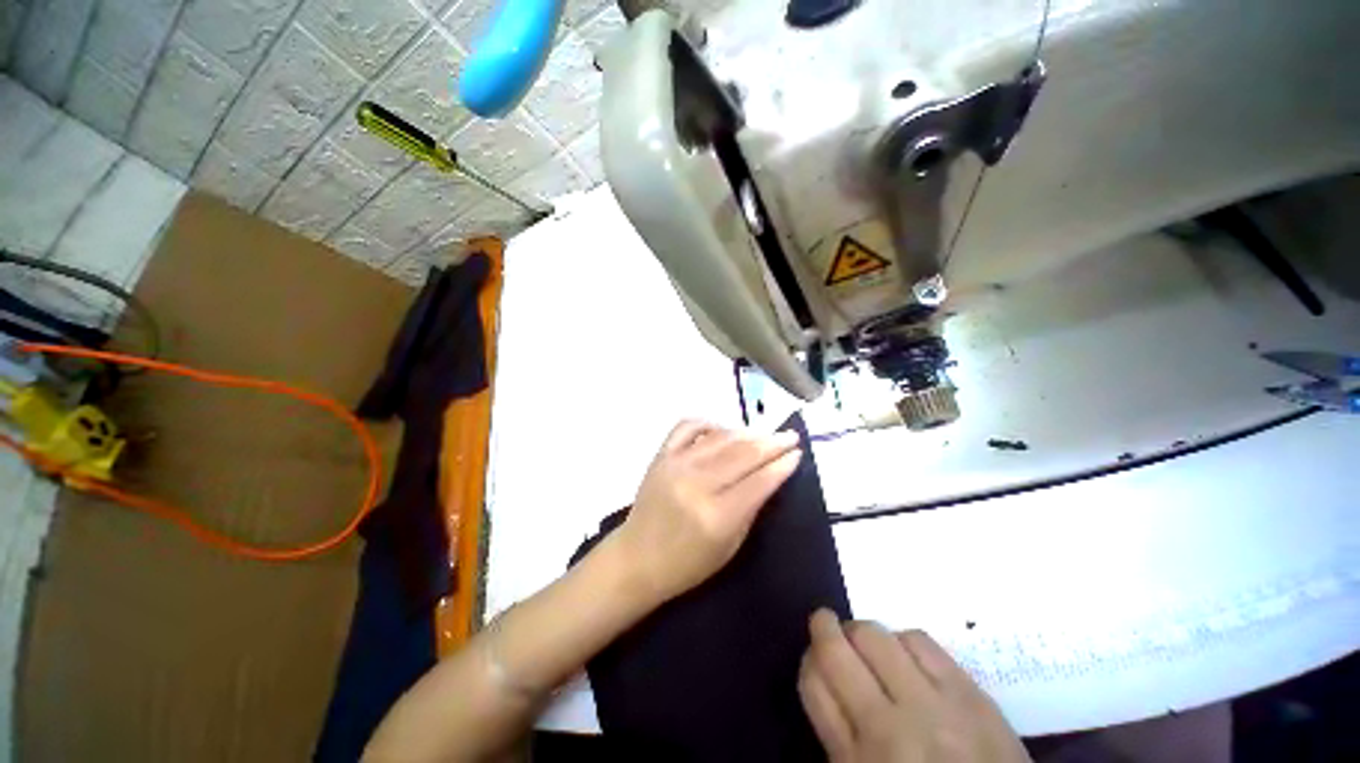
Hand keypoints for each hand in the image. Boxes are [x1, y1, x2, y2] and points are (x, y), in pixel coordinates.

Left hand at [613, 420, 802, 605]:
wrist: (637, 558)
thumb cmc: (687, 564)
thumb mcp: (730, 547)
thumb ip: (751, 508)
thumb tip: (771, 474)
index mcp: (716, 516)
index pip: (759, 481)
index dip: (782, 464)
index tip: (798, 453)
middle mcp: (696, 484)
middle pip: (743, 453)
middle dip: (772, 442)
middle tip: (790, 436)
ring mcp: (676, 464)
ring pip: (720, 437)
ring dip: (747, 432)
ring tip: (765, 434)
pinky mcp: (661, 455)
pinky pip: (688, 426)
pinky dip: (709, 422)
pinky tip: (723, 429)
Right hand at [799, 610, 1030, 762]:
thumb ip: (838, 731)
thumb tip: (822, 673)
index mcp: (857, 760)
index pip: (813, 683)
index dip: (808, 660)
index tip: (814, 656)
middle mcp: (889, 727)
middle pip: (836, 650)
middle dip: (824, 627)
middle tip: (826, 625)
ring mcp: (932, 706)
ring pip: (875, 636)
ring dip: (862, 633)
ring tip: (868, 644)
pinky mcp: (970, 693)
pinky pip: (919, 640)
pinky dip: (902, 639)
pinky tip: (905, 654)